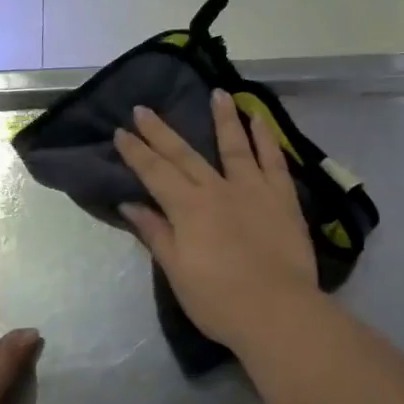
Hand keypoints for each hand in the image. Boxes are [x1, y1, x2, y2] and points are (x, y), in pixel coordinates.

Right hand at [115, 89, 320, 352]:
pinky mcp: (282, 197)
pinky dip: (265, 138)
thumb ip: (156, 233)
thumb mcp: (177, 272)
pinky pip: (273, 160)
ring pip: (234, 145)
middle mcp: (217, 189)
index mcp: (187, 208)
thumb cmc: (219, 300)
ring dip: (223, 118)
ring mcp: (253, 189)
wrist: (277, 311)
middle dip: (161, 131)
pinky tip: (259, 119)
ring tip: (217, 93)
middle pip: (184, 154)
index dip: (136, 152)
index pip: (155, 173)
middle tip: (144, 109)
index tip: (121, 132)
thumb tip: (130, 205)